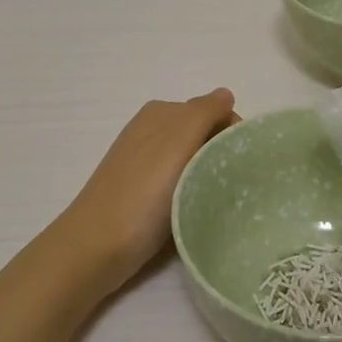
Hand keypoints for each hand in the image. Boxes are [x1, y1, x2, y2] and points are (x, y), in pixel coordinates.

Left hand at [58, 90, 238, 292]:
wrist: (97, 247)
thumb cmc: (143, 191)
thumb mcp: (178, 140)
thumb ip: (205, 111)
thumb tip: (225, 94)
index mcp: (161, 112)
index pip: (212, 112)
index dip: (232, 132)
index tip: (245, 162)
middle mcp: (151, 131)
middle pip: (203, 135)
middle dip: (221, 153)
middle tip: (234, 183)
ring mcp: (144, 163)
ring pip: (192, 160)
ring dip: (209, 175)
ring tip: (216, 199)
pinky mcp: (141, 193)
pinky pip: (179, 183)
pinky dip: (192, 192)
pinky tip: (196, 210)